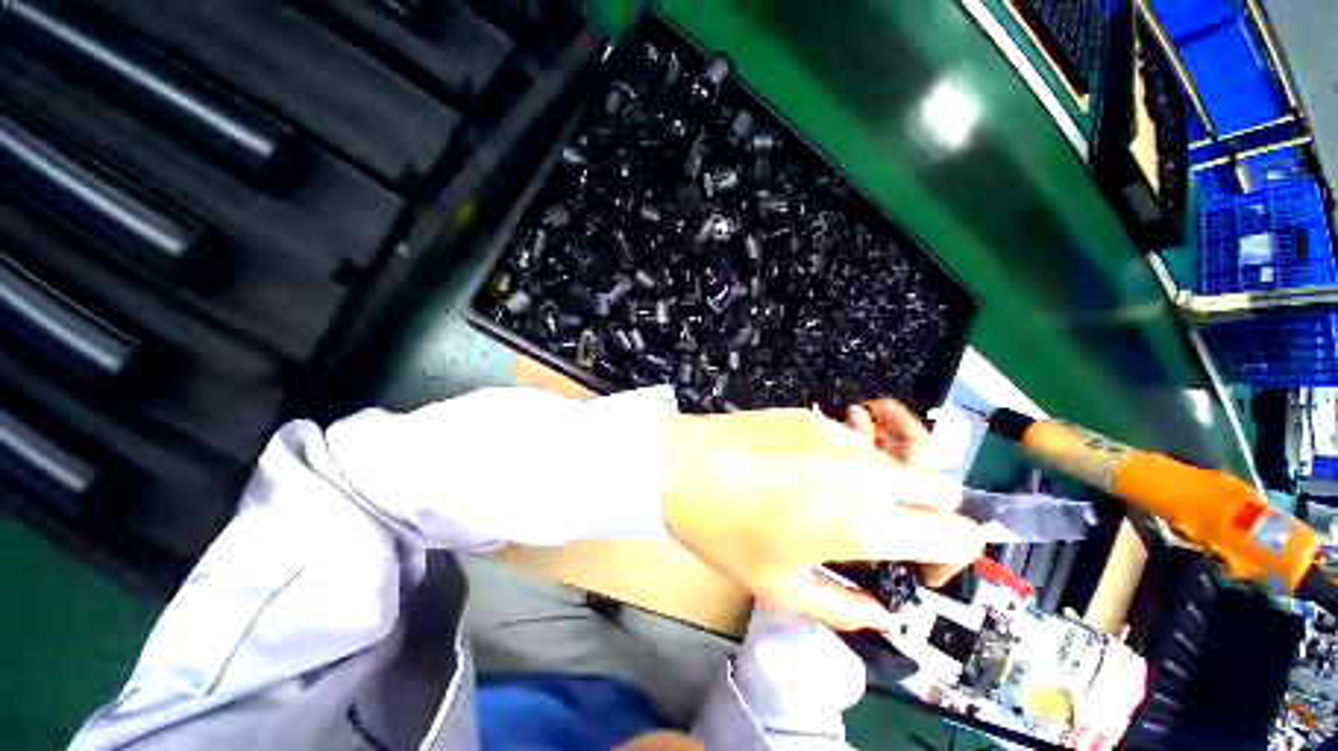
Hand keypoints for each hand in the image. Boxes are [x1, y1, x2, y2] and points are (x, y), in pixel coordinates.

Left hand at [662, 407, 985, 631]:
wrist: (681, 465)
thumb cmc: (723, 531)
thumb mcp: (779, 588)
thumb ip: (845, 609)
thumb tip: (883, 614)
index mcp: (864, 521)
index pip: (960, 534)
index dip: (951, 559)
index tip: (916, 569)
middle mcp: (864, 471)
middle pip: (942, 487)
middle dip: (929, 517)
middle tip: (885, 535)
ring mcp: (839, 434)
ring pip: (896, 461)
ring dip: (887, 487)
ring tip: (838, 502)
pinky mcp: (813, 415)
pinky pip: (854, 439)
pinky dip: (852, 461)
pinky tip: (808, 470)